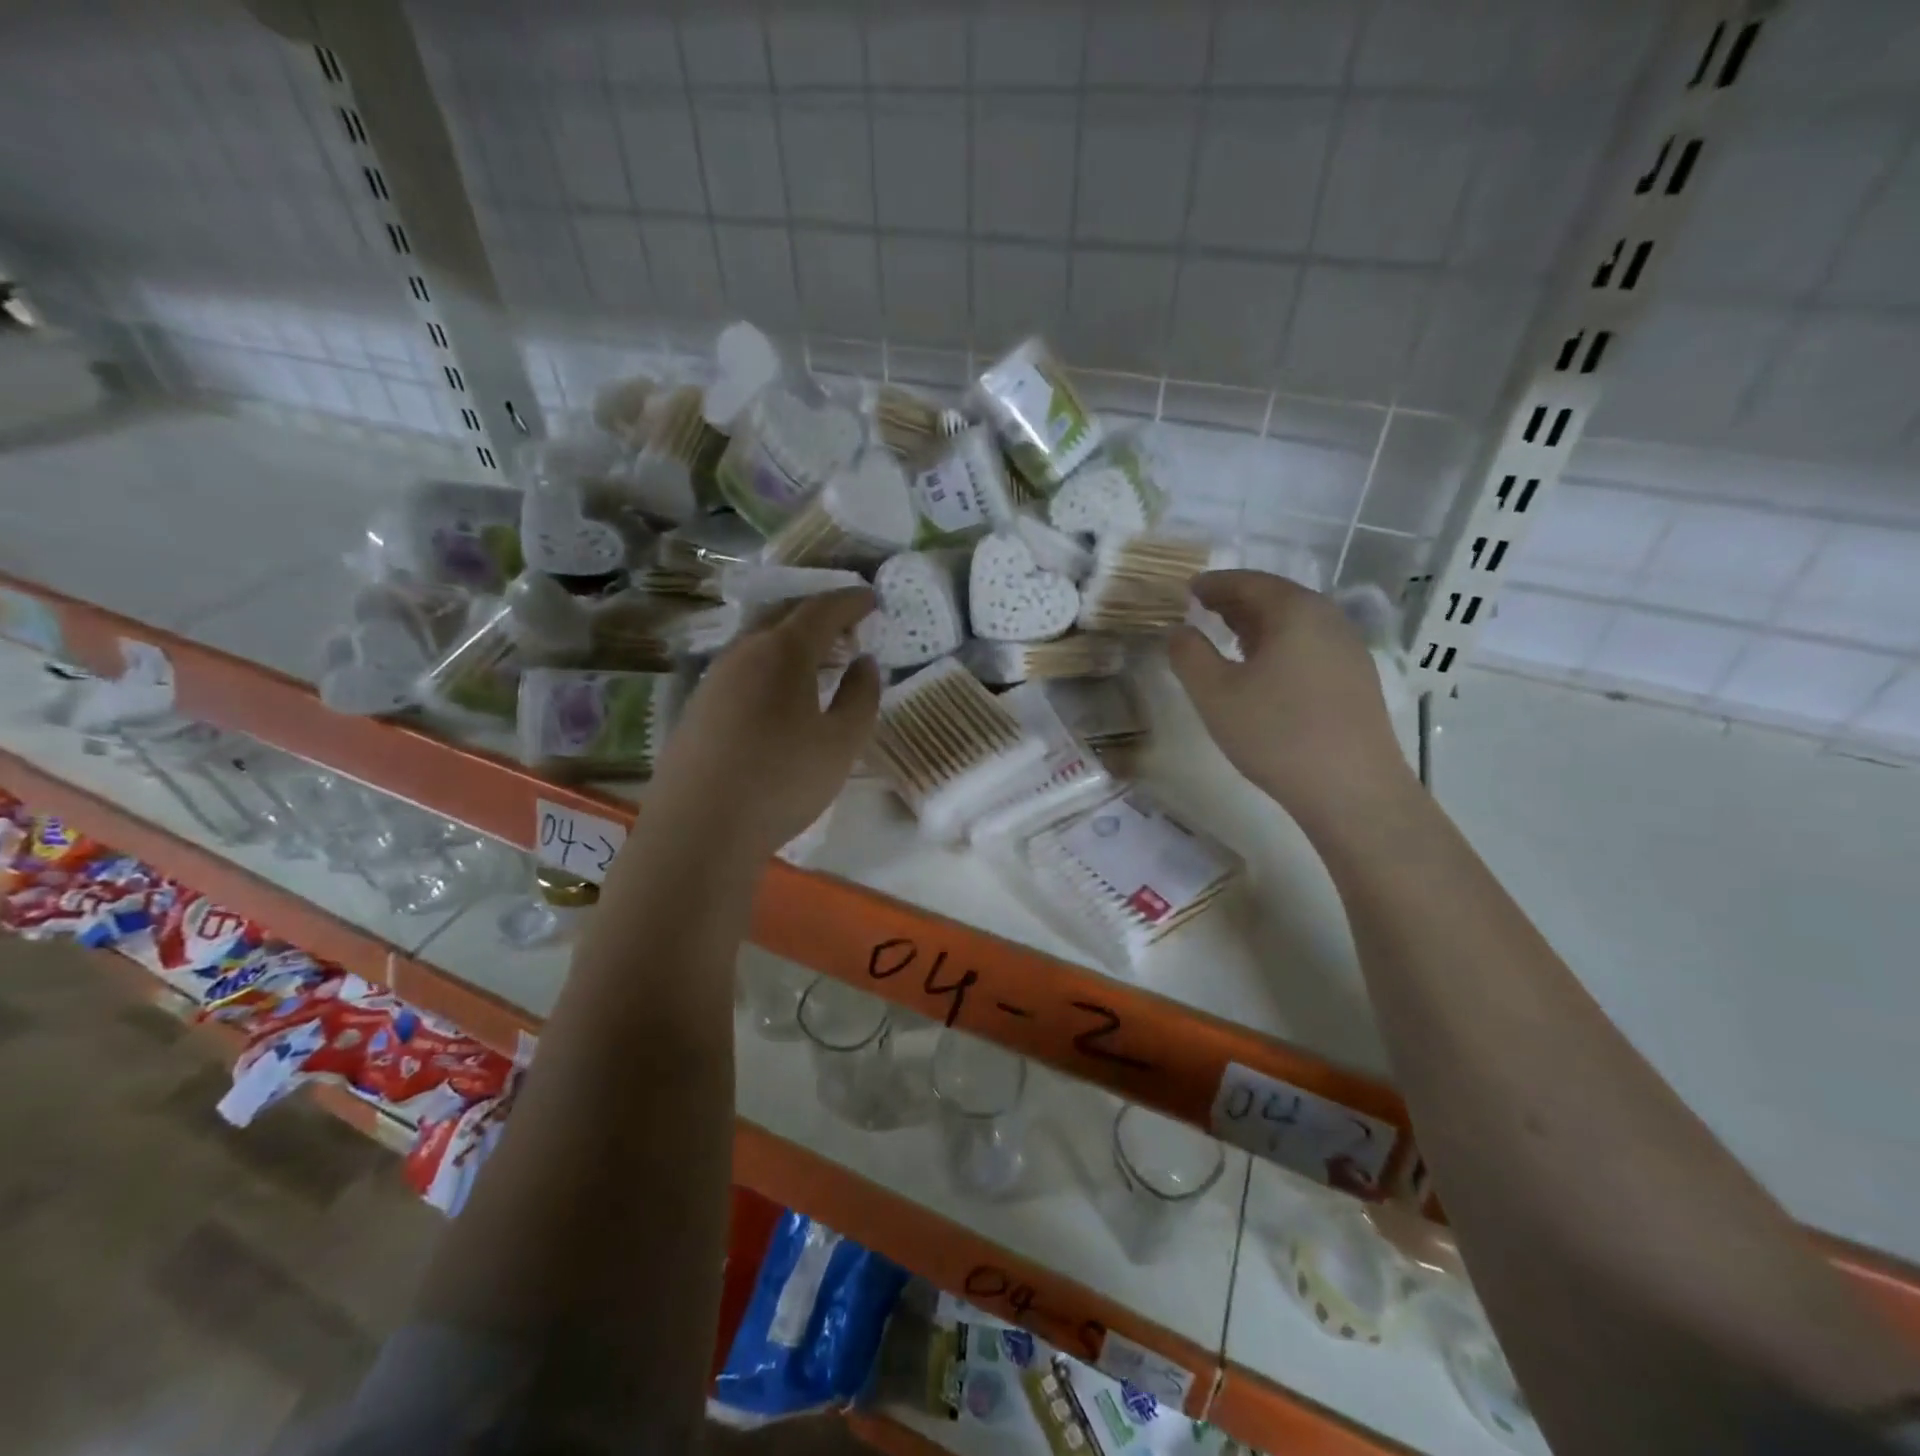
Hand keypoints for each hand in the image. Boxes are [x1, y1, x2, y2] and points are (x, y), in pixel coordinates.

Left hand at [648, 589, 880, 859]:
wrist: (698, 830)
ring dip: (790, 638)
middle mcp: (743, 653)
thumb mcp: (841, 744)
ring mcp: (713, 678)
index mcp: (782, 652)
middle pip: (783, 614)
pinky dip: (769, 663)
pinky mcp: (697, 707)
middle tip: (846, 623)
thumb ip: (861, 697)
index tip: (872, 598)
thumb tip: (865, 663)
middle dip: (819, 612)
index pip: (822, 609)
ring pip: (758, 640)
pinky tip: (778, 692)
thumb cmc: (781, 781)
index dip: (851, 601)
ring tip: (817, 656)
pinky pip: (741, 666)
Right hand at [1169, 571, 1413, 825]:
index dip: (1214, 584)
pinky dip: (1280, 644)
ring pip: (1296, 623)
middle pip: (1276, 597)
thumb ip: (1188, 655)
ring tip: (1229, 637)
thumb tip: (1179, 630)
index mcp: (1295, 611)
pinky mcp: (1357, 679)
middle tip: (1204, 609)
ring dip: (1259, 624)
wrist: (1352, 789)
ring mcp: (1349, 649)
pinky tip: (1264, 670)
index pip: (1248, 582)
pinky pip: (1310, 645)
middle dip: (1236, 601)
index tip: (1188, 589)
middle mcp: (1328, 619)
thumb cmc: (1276, 733)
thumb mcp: (1214, 694)